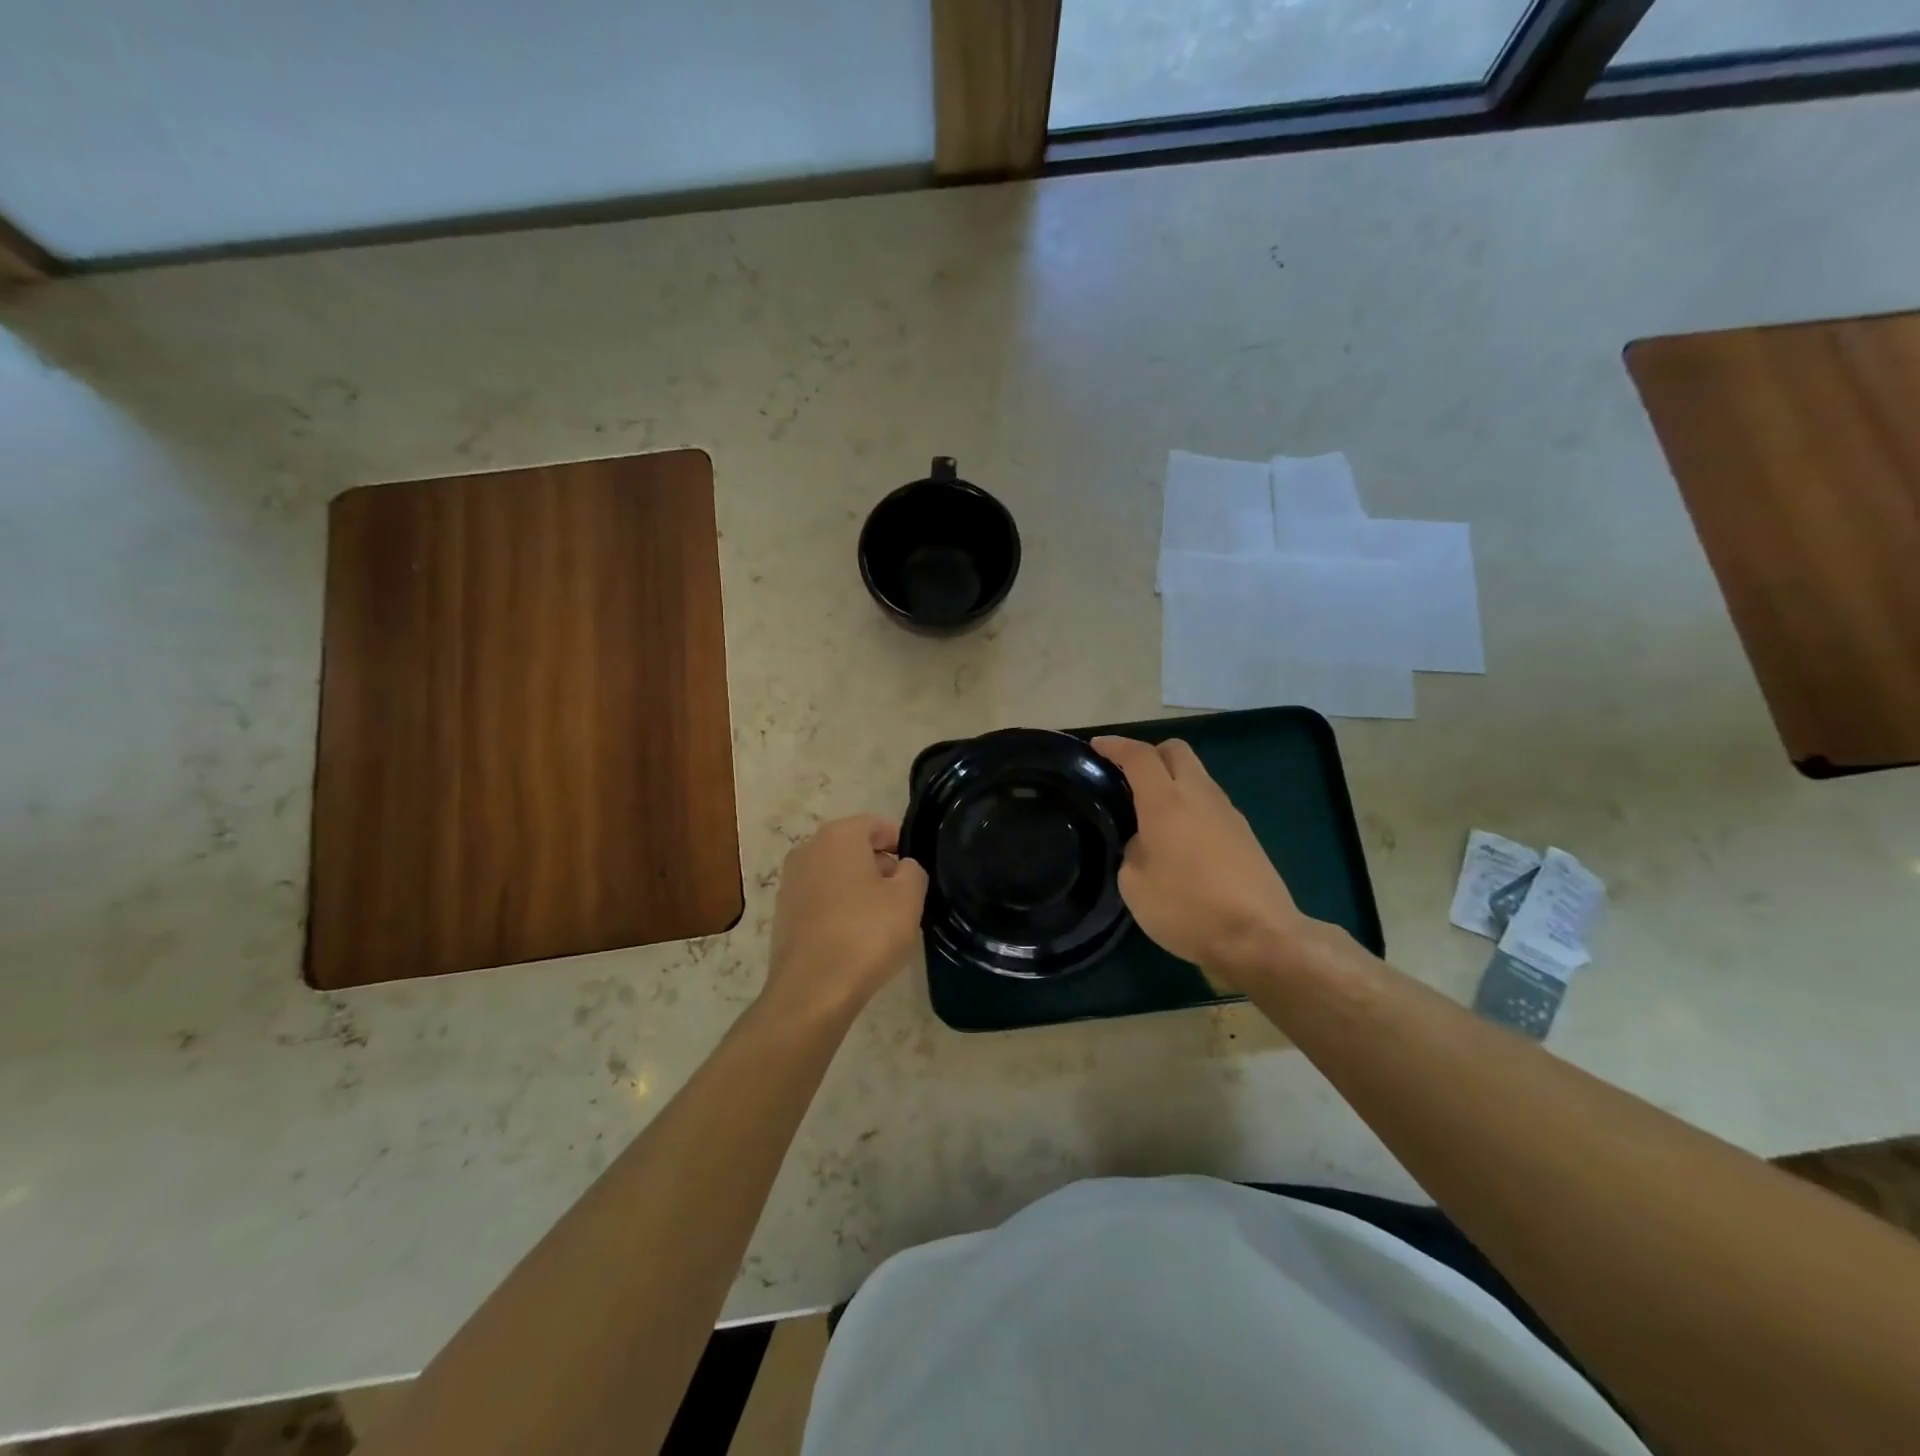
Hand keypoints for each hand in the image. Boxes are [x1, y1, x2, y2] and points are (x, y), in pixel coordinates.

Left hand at [763, 815, 928, 1024]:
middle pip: (854, 848)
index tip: (917, 868)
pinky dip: (839, 909)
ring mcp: (790, 883)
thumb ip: (913, 871)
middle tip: (905, 895)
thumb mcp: (908, 898)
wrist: (812, 990)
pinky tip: (855, 937)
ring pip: (836, 874)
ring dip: (859, 888)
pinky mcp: (783, 914)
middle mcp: (808, 850)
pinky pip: (821, 900)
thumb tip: (902, 868)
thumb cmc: (866, 934)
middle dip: (880, 866)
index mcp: (838, 836)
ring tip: (882, 920)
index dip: (902, 842)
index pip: (877, 825)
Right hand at [1093, 736, 1316, 986]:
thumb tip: (1145, 842)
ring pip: (1197, 776)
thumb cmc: (1187, 908)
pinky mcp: (1245, 834)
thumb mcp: (1135, 884)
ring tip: (1153, 813)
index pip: (1138, 756)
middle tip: (1129, 778)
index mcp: (1166, 801)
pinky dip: (1191, 806)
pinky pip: (1210, 803)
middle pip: (1176, 751)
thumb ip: (1133, 850)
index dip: (1115, 746)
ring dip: (1173, 781)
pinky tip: (1181, 839)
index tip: (1096, 746)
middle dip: (1150, 754)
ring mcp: (1228, 812)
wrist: (1259, 937)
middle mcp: (1199, 795)